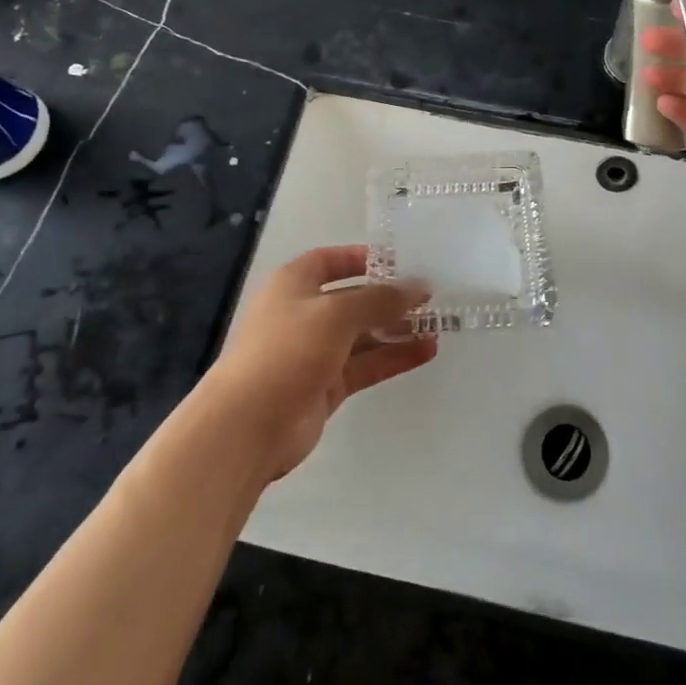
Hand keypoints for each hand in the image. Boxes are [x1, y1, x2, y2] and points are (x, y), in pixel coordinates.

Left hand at [204, 245, 436, 482]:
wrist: (247, 426)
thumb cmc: (287, 351)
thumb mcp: (336, 314)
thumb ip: (380, 299)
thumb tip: (419, 287)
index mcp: (295, 283)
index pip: (333, 260)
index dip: (364, 258)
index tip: (401, 262)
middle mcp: (304, 312)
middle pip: (354, 298)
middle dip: (389, 298)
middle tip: (430, 297)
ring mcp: (315, 351)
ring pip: (364, 334)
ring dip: (397, 329)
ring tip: (437, 325)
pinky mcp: (326, 386)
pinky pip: (366, 364)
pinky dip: (393, 357)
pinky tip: (426, 351)